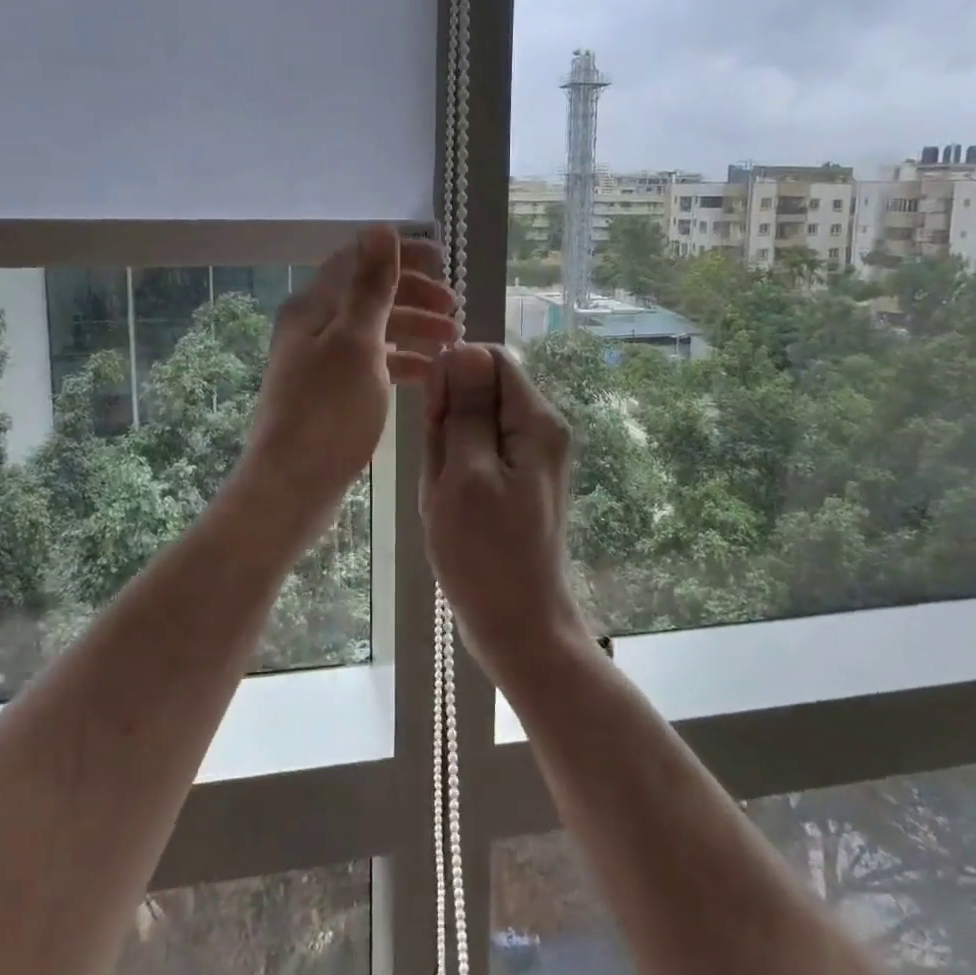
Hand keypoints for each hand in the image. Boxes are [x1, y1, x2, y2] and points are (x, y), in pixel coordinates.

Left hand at [242, 226, 458, 514]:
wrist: (293, 485)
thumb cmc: (328, 412)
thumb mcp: (356, 342)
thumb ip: (371, 286)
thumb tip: (380, 228)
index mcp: (314, 306)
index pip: (359, 260)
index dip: (402, 255)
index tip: (444, 262)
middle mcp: (314, 326)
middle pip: (370, 294)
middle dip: (415, 294)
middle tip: (455, 307)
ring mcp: (323, 361)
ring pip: (376, 329)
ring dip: (414, 327)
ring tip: (454, 339)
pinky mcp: (333, 392)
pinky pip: (374, 363)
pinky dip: (403, 361)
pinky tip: (430, 373)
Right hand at [420, 343, 590, 681]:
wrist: (519, 626)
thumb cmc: (486, 553)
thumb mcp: (465, 474)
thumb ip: (466, 409)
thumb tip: (463, 349)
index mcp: (536, 421)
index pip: (490, 358)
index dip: (453, 377)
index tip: (434, 421)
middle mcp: (541, 429)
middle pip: (482, 391)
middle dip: (450, 421)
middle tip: (442, 473)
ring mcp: (531, 457)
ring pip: (474, 424)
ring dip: (448, 452)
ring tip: (446, 496)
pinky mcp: (517, 480)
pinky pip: (478, 454)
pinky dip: (456, 472)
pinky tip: (450, 505)